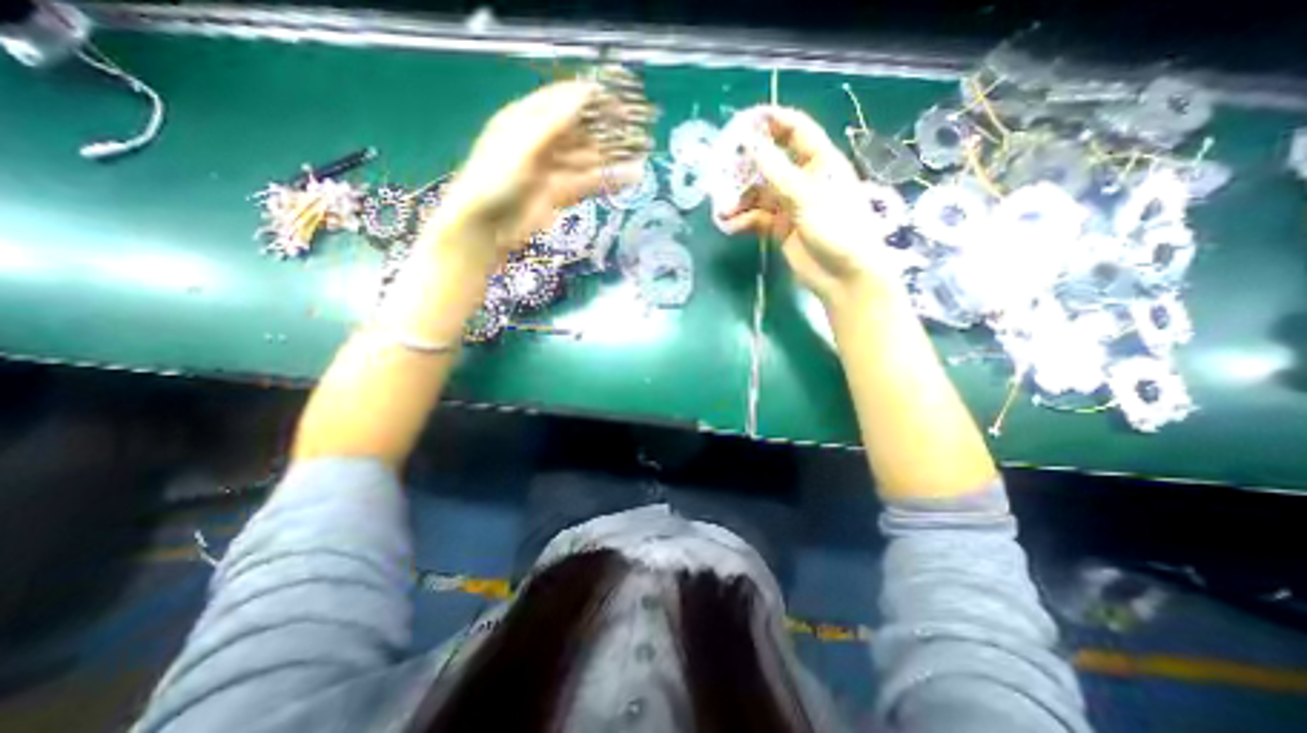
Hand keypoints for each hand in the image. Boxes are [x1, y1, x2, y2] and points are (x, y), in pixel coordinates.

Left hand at [432, 80, 642, 271]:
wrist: (486, 227)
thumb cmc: (495, 180)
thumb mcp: (522, 145)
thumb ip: (554, 122)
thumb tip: (584, 93)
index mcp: (526, 119)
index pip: (563, 100)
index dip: (591, 97)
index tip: (620, 98)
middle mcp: (541, 141)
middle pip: (580, 129)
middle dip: (608, 127)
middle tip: (639, 126)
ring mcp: (553, 169)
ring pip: (588, 158)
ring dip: (613, 155)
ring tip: (642, 152)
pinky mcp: (561, 194)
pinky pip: (588, 182)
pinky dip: (608, 180)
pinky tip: (629, 177)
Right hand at [718, 106, 903, 305]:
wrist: (843, 278)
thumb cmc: (837, 231)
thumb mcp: (808, 198)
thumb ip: (778, 173)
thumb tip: (752, 144)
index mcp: (820, 163)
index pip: (795, 132)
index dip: (771, 122)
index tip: (743, 122)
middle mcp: (803, 180)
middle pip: (770, 164)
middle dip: (745, 168)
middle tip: (721, 172)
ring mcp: (790, 206)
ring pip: (759, 195)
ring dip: (739, 201)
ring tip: (722, 210)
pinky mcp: (780, 228)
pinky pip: (757, 219)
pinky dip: (743, 221)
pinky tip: (730, 227)